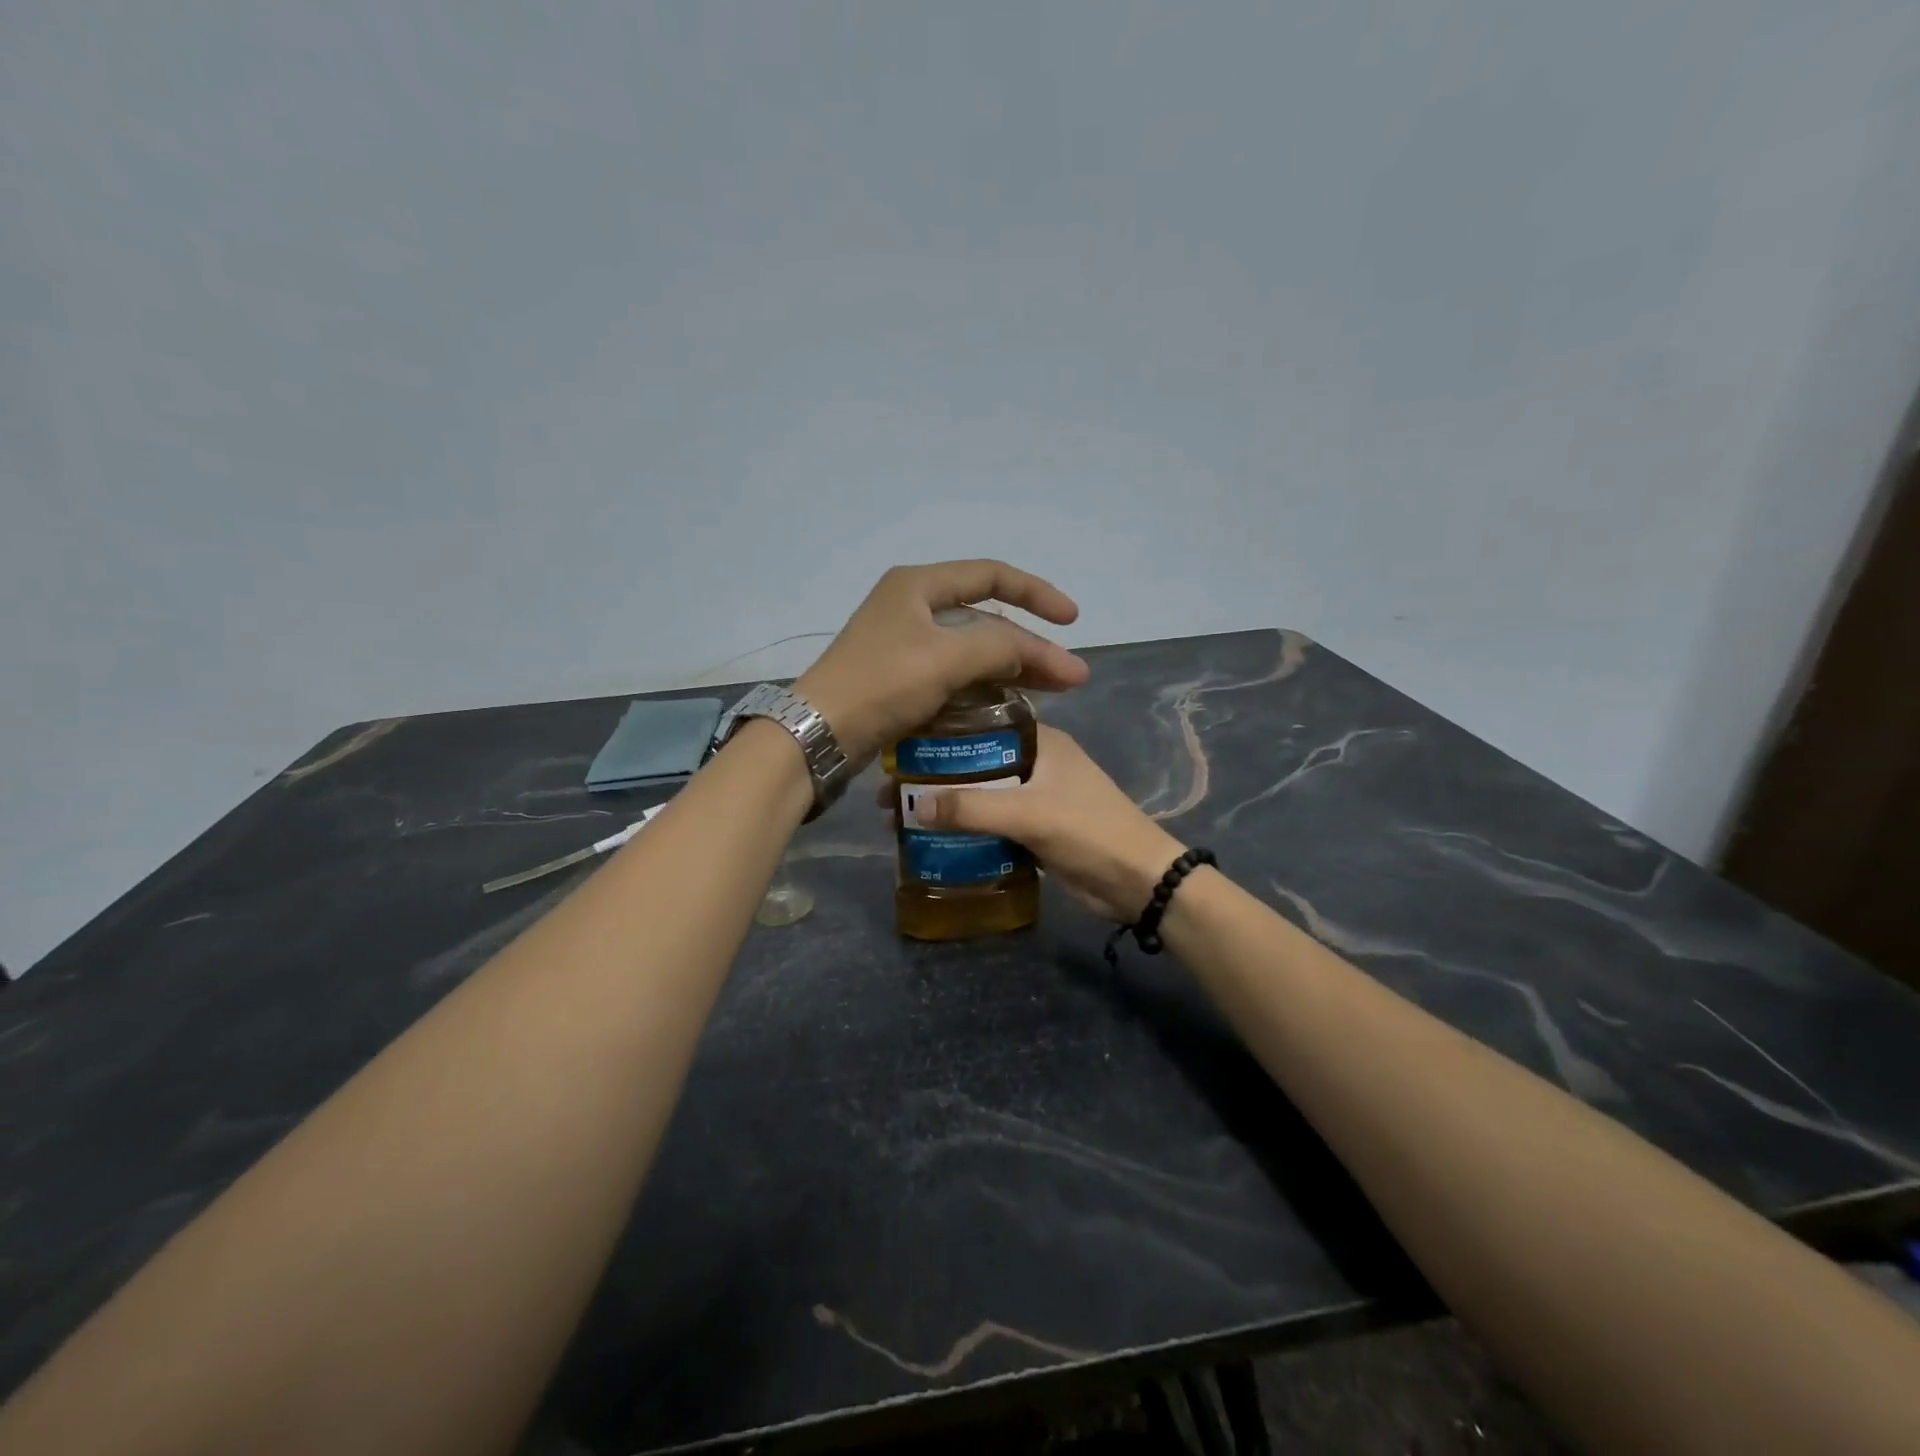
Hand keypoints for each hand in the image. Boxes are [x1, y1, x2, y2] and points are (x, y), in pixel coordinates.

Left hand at [795, 561, 1087, 764]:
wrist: (821, 733)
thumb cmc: (882, 684)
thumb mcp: (946, 658)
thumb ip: (1000, 648)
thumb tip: (1038, 652)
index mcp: (918, 586)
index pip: (991, 576)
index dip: (1036, 594)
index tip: (1071, 621)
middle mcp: (912, 607)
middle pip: (985, 618)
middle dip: (1030, 645)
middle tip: (1068, 675)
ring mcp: (905, 645)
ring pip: (972, 650)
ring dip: (1012, 668)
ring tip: (1053, 692)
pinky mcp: (901, 679)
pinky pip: (956, 674)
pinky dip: (985, 685)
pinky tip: (1011, 703)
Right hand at [905, 725, 1185, 921]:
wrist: (1137, 882)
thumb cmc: (1089, 831)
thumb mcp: (1029, 813)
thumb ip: (972, 808)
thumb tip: (913, 805)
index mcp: (1041, 740)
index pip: (982, 721)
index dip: (940, 732)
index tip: (900, 745)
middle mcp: (1036, 761)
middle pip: (974, 760)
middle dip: (934, 775)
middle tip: (890, 791)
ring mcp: (1035, 796)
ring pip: (980, 793)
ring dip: (946, 803)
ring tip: (898, 815)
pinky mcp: (1034, 828)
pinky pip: (990, 821)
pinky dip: (964, 827)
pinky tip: (930, 837)